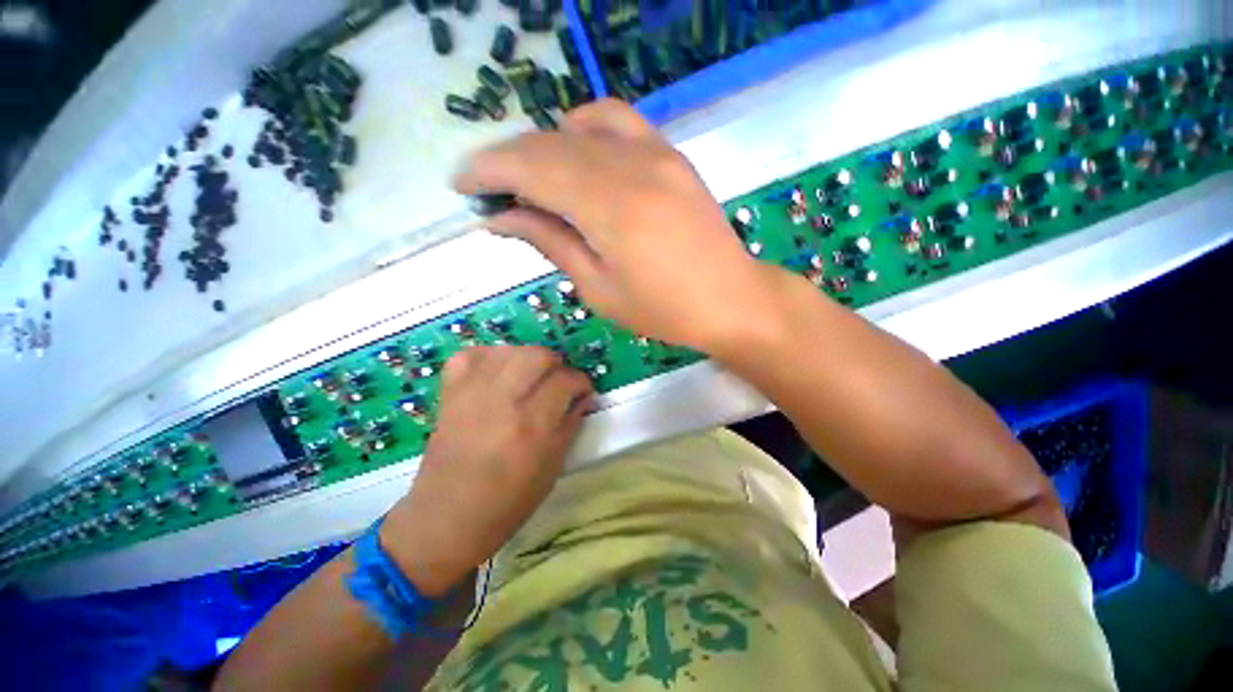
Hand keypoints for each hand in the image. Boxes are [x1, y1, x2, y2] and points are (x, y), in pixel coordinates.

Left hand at [379, 346, 592, 596]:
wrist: (446, 518)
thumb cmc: (508, 502)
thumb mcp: (553, 467)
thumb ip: (571, 424)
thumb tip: (584, 397)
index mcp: (531, 425)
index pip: (565, 380)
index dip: (581, 382)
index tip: (582, 391)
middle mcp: (501, 401)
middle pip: (538, 355)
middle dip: (556, 365)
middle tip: (557, 383)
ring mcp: (471, 394)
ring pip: (509, 350)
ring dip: (528, 358)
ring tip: (530, 378)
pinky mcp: (450, 394)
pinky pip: (471, 355)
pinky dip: (489, 357)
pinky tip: (498, 373)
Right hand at [453, 99, 788, 355]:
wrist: (729, 298)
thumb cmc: (664, 310)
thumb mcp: (599, 289)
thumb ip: (551, 243)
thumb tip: (502, 217)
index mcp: (611, 209)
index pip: (532, 169)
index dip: (488, 171)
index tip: (461, 185)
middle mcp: (631, 167)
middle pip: (550, 144)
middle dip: (507, 160)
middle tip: (487, 188)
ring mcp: (656, 153)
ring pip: (579, 129)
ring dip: (541, 146)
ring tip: (526, 177)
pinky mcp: (671, 154)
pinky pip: (618, 119)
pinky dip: (584, 126)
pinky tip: (573, 147)